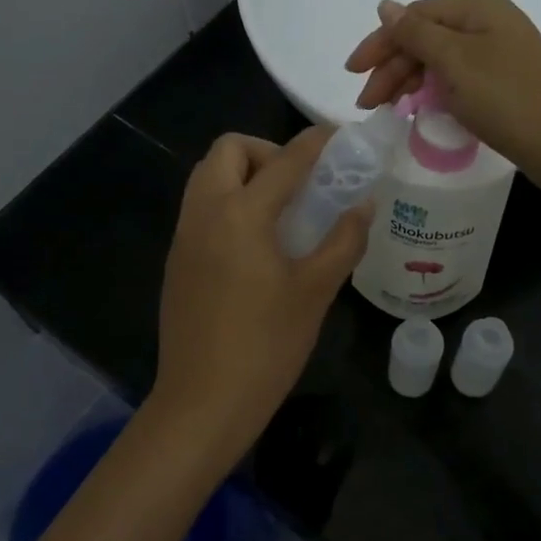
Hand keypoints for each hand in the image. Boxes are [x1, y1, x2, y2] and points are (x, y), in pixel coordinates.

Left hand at [148, 128, 369, 465]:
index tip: (341, 137)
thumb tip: (363, 205)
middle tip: (301, 184)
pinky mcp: (177, 260)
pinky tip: (257, 244)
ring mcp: (184, 236)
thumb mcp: (315, 291)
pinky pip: (201, 208)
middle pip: (228, 150)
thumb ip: (343, 241)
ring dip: (244, 175)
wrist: (203, 403)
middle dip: (267, 152)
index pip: (285, 160)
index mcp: (240, 214)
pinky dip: (229, 202)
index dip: (317, 142)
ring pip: (208, 177)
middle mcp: (204, 213)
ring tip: (283, 212)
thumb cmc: (266, 345)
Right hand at [345, 0, 540, 200]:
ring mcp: (497, 54)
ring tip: (387, 110)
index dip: (381, 42)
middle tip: (368, 104)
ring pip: (439, 61)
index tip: (353, 73)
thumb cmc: (507, 99)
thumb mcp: (456, 62)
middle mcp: (488, 24)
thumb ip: (416, 34)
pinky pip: (456, 79)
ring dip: (409, 82)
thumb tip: (384, 5)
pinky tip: (417, 110)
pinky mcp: (502, 83)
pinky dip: (432, 92)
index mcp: (479, 8)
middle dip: (392, 68)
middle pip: (426, 38)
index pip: (415, 17)